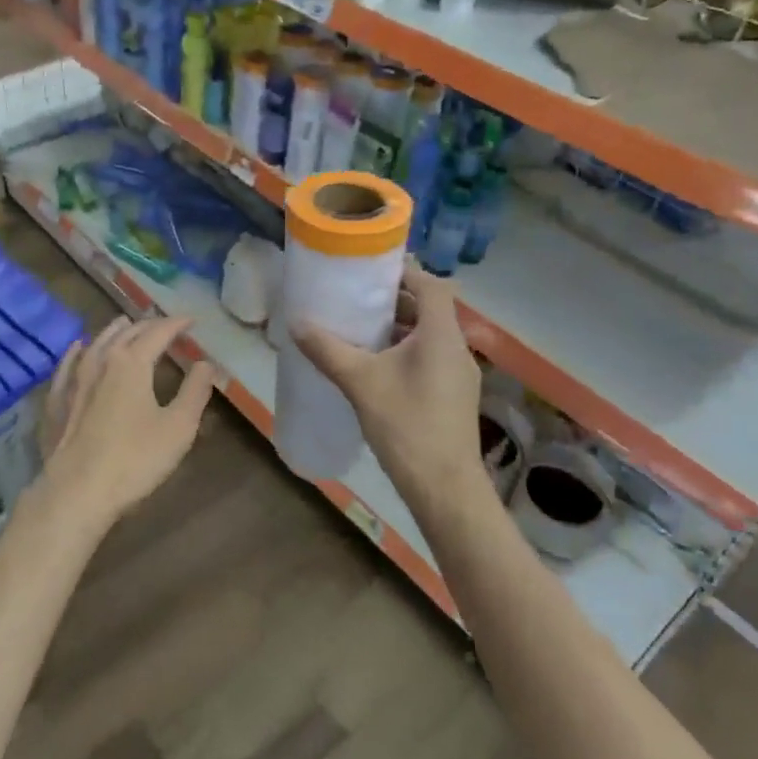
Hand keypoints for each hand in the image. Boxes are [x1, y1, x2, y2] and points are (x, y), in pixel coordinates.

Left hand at [32, 314, 217, 531]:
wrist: (77, 492)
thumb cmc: (135, 459)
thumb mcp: (178, 427)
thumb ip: (195, 391)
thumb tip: (206, 363)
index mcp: (132, 362)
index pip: (158, 332)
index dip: (177, 324)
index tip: (192, 320)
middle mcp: (100, 361)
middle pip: (127, 334)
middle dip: (149, 325)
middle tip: (165, 325)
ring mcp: (74, 380)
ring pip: (96, 343)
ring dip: (114, 331)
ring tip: (125, 324)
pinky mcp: (56, 401)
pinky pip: (67, 366)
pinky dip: (77, 352)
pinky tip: (78, 348)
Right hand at [293, 261, 483, 509]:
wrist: (444, 487)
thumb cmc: (406, 425)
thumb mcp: (360, 383)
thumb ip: (328, 350)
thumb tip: (297, 324)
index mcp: (441, 335)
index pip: (431, 285)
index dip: (404, 272)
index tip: (371, 271)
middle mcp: (457, 348)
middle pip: (430, 310)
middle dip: (394, 302)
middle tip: (357, 301)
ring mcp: (460, 375)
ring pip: (430, 337)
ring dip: (399, 330)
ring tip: (361, 332)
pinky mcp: (455, 397)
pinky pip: (431, 359)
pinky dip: (407, 353)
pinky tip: (378, 369)